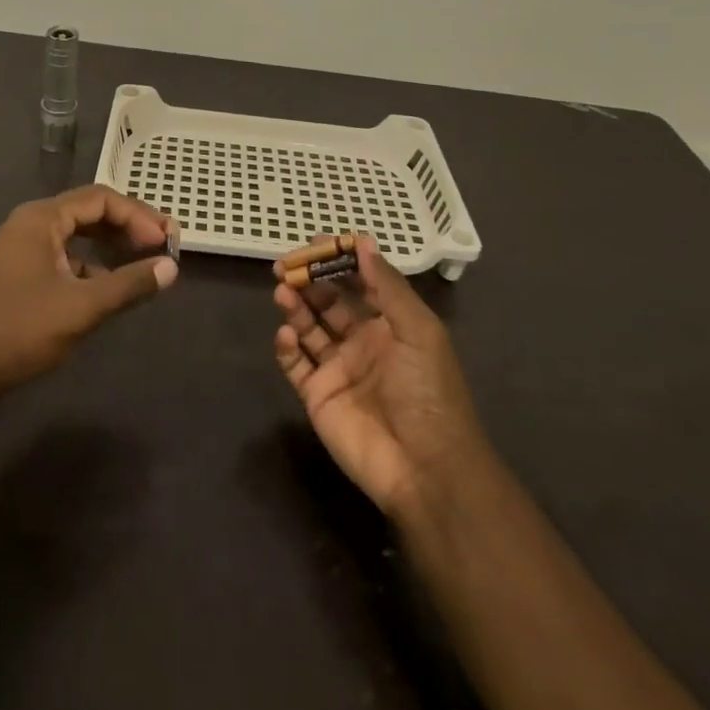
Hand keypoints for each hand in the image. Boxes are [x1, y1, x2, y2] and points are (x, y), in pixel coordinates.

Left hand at [0, 185, 178, 396]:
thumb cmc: (21, 330)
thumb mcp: (82, 308)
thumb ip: (129, 284)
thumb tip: (171, 268)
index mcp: (42, 218)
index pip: (100, 199)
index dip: (137, 216)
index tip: (165, 240)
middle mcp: (32, 223)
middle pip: (90, 211)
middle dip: (128, 226)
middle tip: (163, 244)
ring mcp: (25, 247)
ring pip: (79, 234)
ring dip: (112, 244)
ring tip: (144, 261)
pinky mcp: (23, 271)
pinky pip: (67, 255)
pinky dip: (93, 263)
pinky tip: (112, 285)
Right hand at [273, 237, 487, 518]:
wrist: (426, 468)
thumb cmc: (428, 391)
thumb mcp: (418, 330)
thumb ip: (387, 286)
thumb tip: (362, 241)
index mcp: (390, 325)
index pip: (359, 283)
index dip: (339, 261)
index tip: (316, 242)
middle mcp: (362, 342)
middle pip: (328, 302)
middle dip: (308, 280)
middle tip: (285, 265)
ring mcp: (338, 369)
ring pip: (308, 328)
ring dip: (295, 306)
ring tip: (281, 290)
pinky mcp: (317, 396)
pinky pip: (295, 364)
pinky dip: (287, 346)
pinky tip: (288, 334)